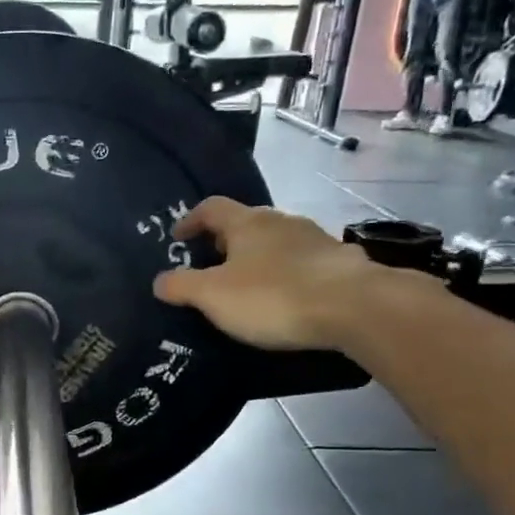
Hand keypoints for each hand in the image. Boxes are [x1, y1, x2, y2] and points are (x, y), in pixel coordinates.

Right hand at [151, 198, 384, 349]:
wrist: (355, 307)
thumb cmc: (273, 296)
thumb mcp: (213, 296)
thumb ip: (181, 286)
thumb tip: (159, 280)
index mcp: (247, 223)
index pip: (211, 207)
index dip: (191, 220)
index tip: (178, 238)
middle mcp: (282, 222)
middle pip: (246, 223)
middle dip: (226, 242)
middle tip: (211, 266)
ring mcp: (316, 240)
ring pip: (277, 243)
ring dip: (259, 258)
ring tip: (249, 286)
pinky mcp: (341, 264)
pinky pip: (304, 264)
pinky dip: (288, 275)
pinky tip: (287, 299)